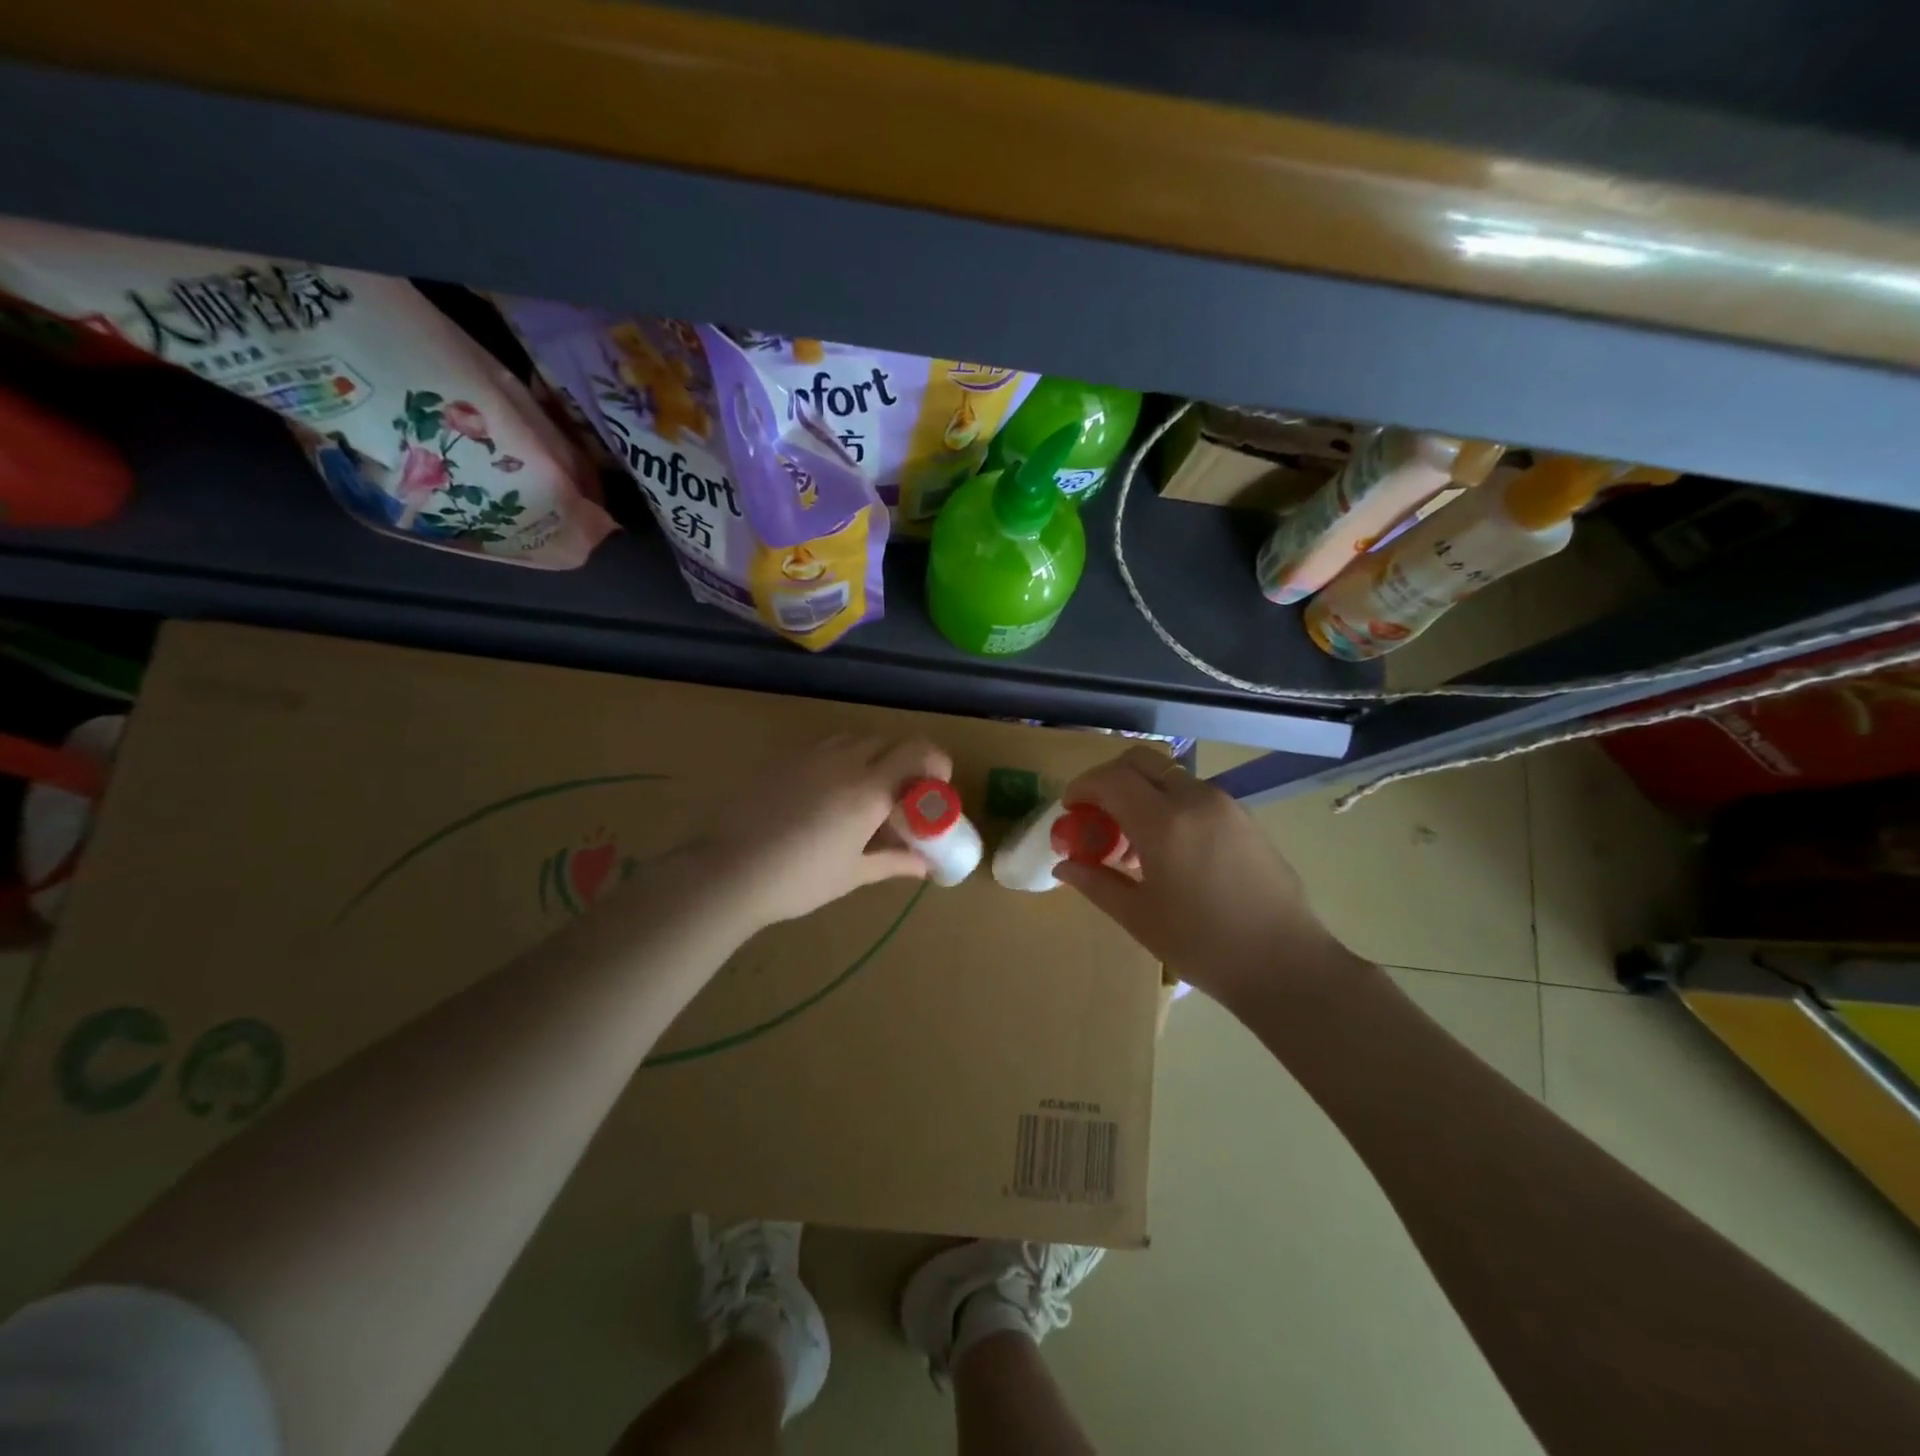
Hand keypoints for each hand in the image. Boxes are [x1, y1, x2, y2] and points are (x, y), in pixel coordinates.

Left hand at [699, 732, 951, 926]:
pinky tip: (828, 791)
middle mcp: (846, 762)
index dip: (936, 763)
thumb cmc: (800, 879)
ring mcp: (812, 756)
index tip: (936, 787)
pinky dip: (842, 758)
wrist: (730, 871)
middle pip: (890, 741)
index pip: (918, 752)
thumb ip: (894, 861)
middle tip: (902, 796)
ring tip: (866, 791)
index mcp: (870, 790)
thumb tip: (924, 865)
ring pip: (857, 739)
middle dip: (905, 762)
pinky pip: (826, 746)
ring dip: (873, 756)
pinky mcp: (785, 759)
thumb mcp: (854, 874)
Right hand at [1054, 747, 1350, 999]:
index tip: (1069, 810)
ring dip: (1141, 792)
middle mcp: (1195, 799)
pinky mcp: (1245, 818)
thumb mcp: (1139, 917)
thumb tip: (1064, 866)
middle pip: (1141, 761)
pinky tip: (1169, 849)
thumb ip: (1096, 883)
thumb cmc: (1203, 945)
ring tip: (1133, 841)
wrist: (1287, 965)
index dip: (1082, 787)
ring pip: (1170, 777)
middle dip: (1110, 778)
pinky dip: (1170, 805)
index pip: (1111, 780)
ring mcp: (1226, 805)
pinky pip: (1195, 795)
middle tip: (1096, 813)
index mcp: (1164, 822)